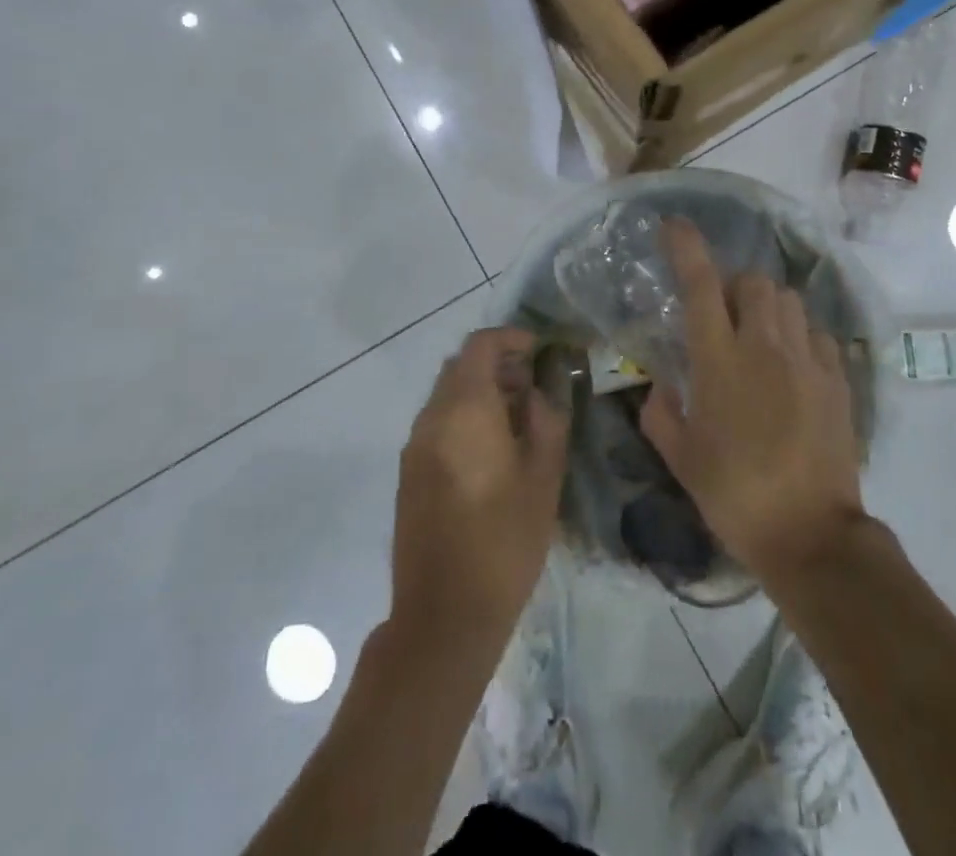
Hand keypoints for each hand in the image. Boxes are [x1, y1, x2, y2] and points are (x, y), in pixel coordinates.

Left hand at [390, 328, 570, 652]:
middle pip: (460, 367)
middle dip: (497, 364)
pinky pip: (437, 423)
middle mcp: (431, 418)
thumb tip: (539, 392)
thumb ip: (547, 421)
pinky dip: (464, 417)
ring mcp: (414, 446)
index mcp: (464, 410)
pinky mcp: (409, 473)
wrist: (443, 615)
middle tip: (533, 384)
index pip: (480, 346)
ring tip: (518, 418)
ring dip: (480, 391)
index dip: (511, 339)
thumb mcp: (543, 478)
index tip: (539, 350)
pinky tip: (491, 450)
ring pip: (447, 395)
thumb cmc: (504, 541)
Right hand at [641, 220, 864, 584]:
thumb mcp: (682, 459)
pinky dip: (799, 335)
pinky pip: (816, 333)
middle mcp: (765, 348)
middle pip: (754, 282)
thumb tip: (658, 389)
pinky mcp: (837, 380)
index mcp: (719, 361)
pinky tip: (791, 365)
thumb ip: (661, 415)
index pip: (701, 286)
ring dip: (767, 306)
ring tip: (758, 336)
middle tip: (722, 316)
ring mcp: (807, 361)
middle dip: (734, 286)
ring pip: (788, 300)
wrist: (811, 536)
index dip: (687, 248)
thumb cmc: (735, 496)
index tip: (674, 225)